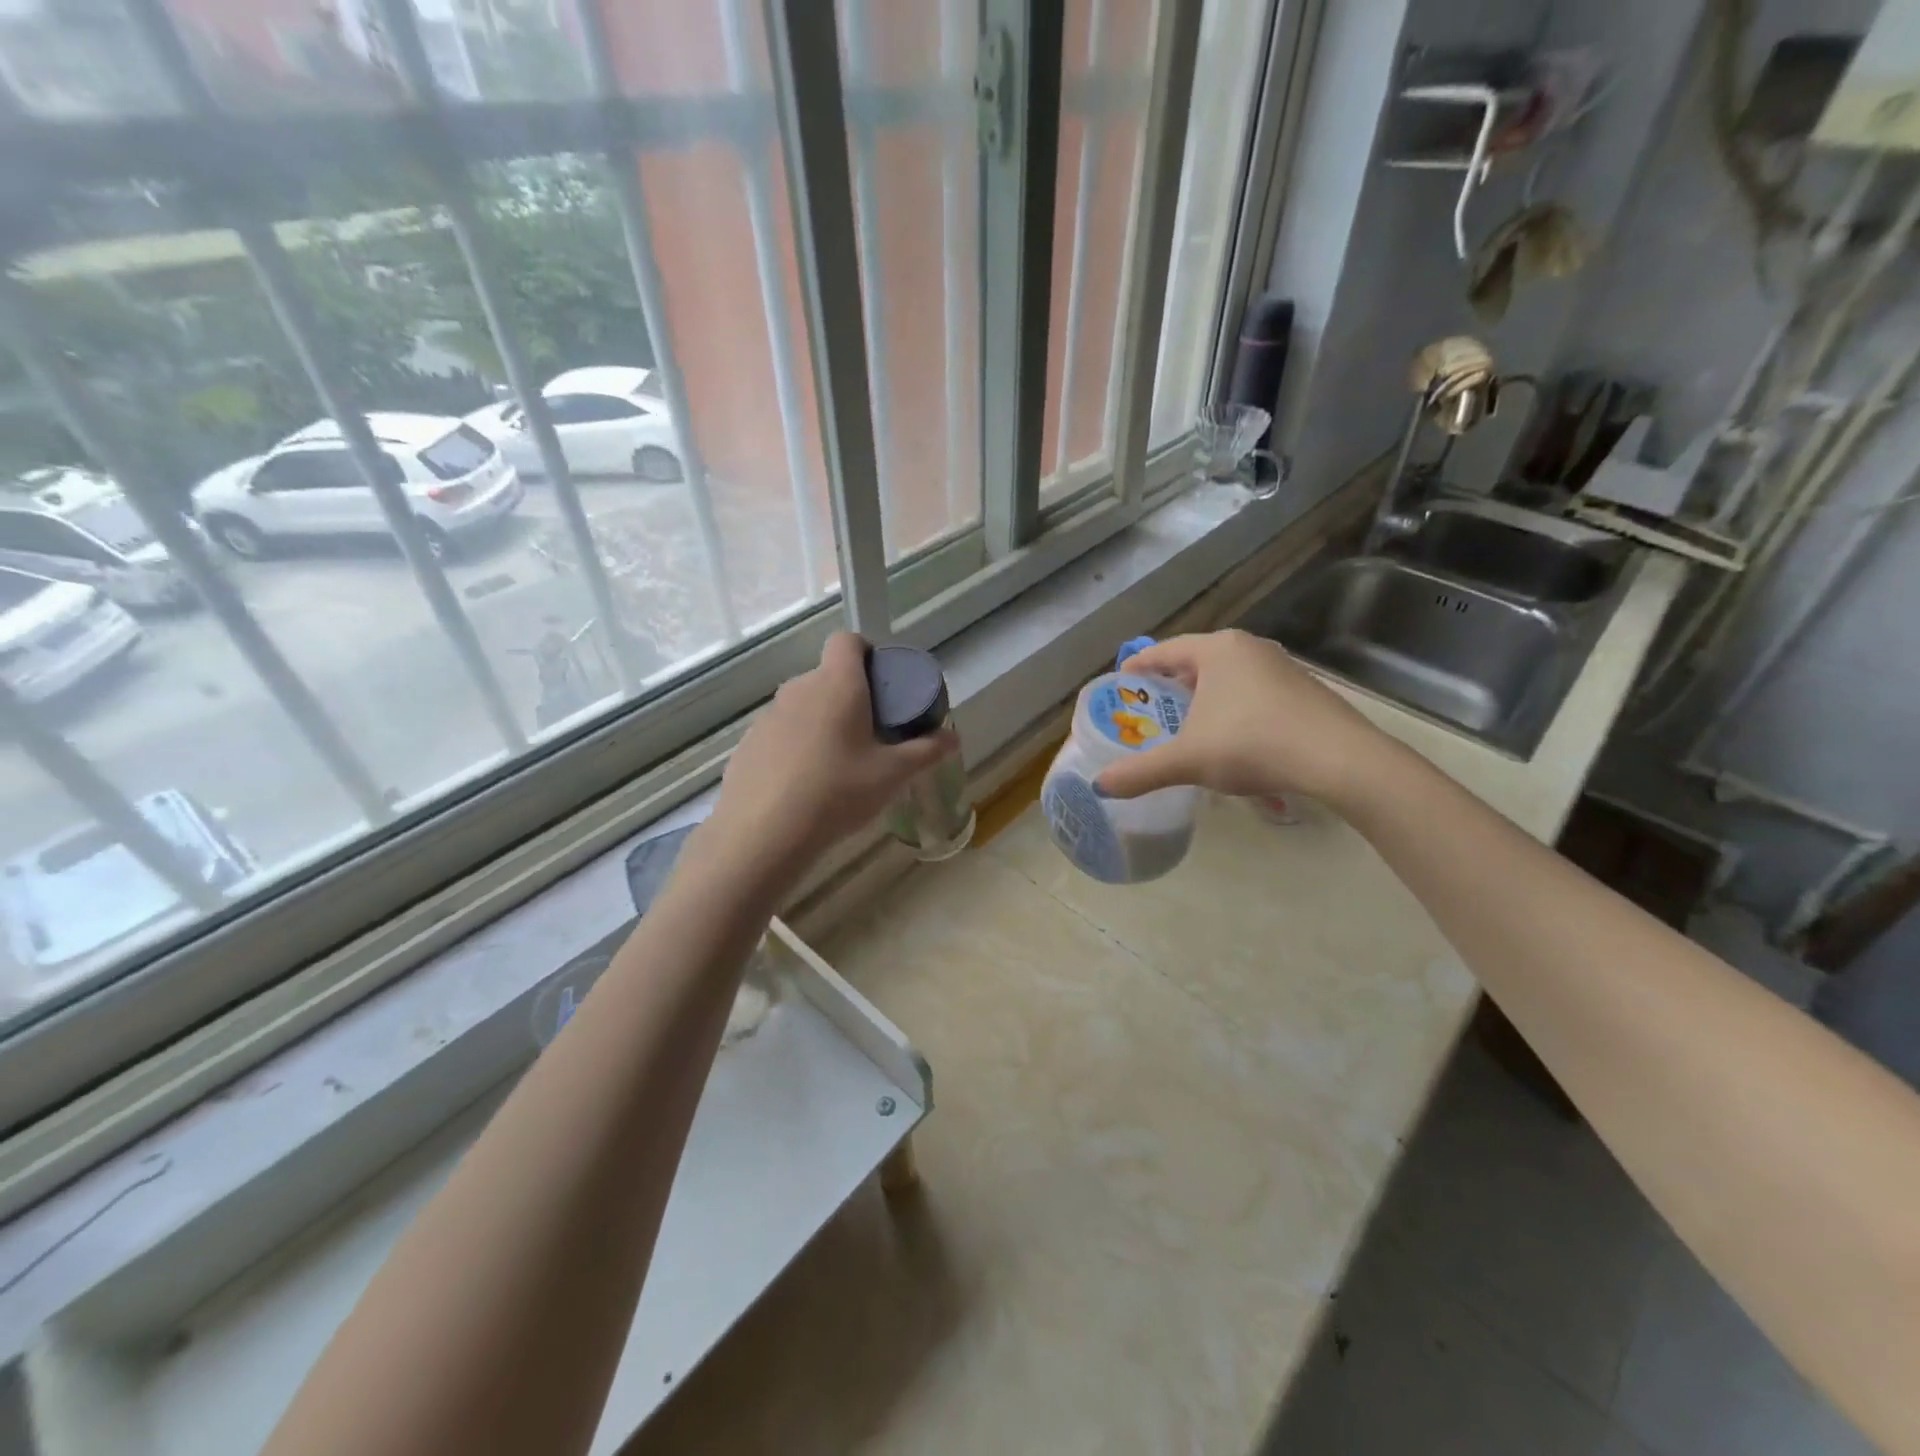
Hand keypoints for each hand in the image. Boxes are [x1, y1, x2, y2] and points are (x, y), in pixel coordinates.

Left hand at [709, 632, 957, 880]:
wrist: (764, 834)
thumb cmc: (838, 792)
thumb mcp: (892, 775)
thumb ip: (926, 751)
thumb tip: (953, 737)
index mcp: (837, 685)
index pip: (847, 641)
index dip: (866, 651)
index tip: (881, 681)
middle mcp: (799, 689)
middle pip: (827, 677)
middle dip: (850, 697)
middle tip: (871, 732)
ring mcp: (768, 716)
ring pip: (803, 706)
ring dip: (822, 722)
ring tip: (838, 764)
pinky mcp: (748, 744)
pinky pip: (781, 734)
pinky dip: (796, 747)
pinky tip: (804, 784)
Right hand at [1094, 630, 1390, 806]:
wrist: (1338, 760)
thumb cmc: (1251, 745)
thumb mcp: (1187, 761)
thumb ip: (1140, 772)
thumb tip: (1099, 786)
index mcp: (1217, 651)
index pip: (1164, 650)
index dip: (1138, 666)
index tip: (1121, 682)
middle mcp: (1249, 648)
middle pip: (1196, 661)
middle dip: (1171, 683)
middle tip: (1151, 708)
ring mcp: (1281, 667)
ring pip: (1228, 676)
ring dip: (1204, 696)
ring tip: (1187, 723)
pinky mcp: (1303, 690)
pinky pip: (1253, 691)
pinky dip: (1233, 707)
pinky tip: (1231, 736)